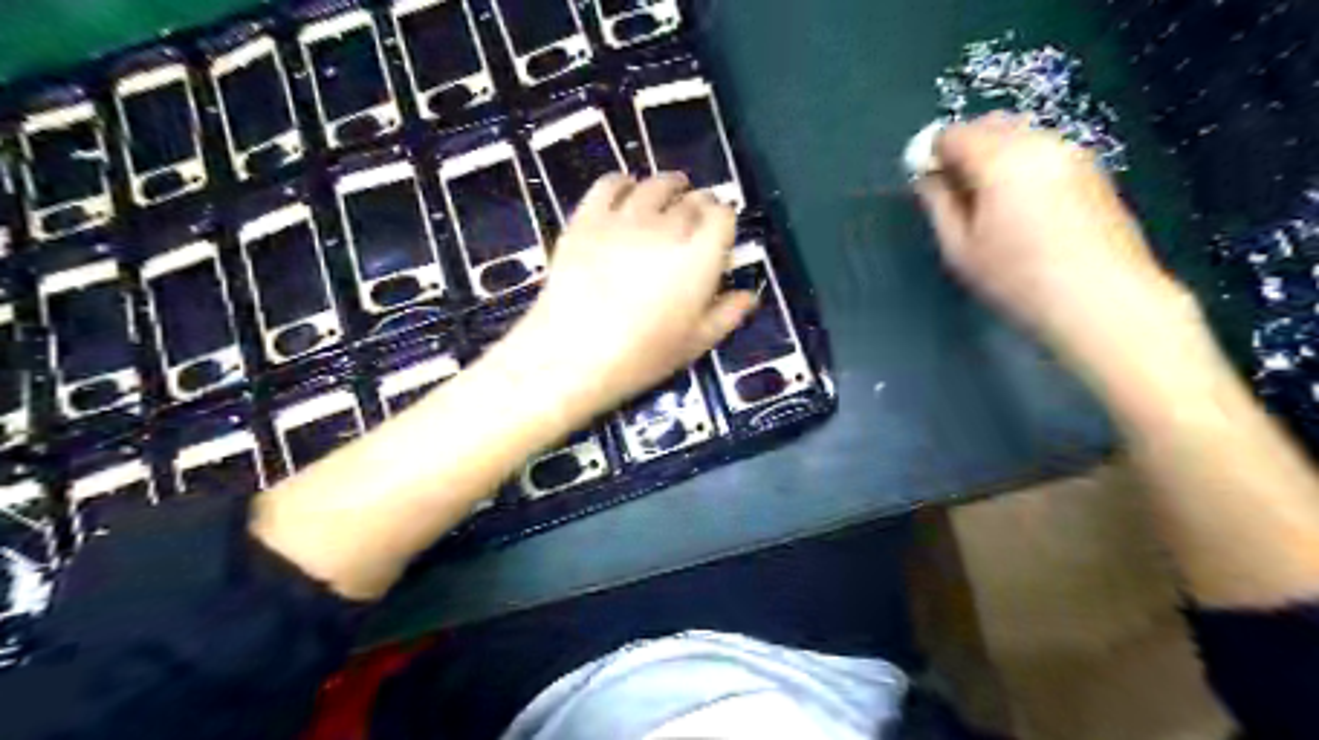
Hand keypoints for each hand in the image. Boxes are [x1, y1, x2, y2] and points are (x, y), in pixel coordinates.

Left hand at [495, 170, 756, 423]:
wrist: (572, 355)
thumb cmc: (641, 356)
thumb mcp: (695, 343)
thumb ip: (726, 314)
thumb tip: (749, 295)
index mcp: (700, 256)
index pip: (723, 216)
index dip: (724, 220)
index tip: (719, 234)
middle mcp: (668, 226)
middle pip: (692, 198)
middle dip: (699, 205)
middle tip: (694, 221)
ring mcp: (625, 218)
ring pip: (655, 184)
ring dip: (668, 187)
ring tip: (668, 195)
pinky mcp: (587, 218)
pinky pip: (610, 184)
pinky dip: (623, 183)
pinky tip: (626, 194)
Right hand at [921, 112, 1186, 359]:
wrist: (1100, 299)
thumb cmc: (1017, 278)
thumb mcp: (960, 248)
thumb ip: (938, 204)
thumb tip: (927, 178)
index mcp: (1000, 159)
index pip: (953, 134)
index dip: (932, 154)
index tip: (928, 184)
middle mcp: (1038, 142)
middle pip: (989, 125)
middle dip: (964, 149)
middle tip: (955, 193)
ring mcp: (1071, 152)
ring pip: (1020, 135)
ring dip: (995, 156)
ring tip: (990, 203)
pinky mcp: (1092, 170)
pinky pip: (1044, 151)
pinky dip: (1022, 164)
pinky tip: (1023, 208)